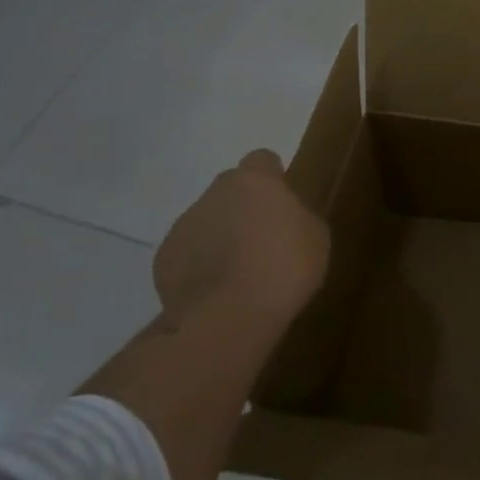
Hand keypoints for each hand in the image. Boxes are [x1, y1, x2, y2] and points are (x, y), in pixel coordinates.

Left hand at [152, 150, 329, 331]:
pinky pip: (188, 253)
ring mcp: (184, 225)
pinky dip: (201, 265)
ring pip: (207, 221)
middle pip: (230, 190)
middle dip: (243, 208)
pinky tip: (218, 292)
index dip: (272, 179)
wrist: (229, 318)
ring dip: (220, 237)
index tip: (282, 203)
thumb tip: (282, 217)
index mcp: (254, 181)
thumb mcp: (316, 237)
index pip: (262, 160)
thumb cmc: (285, 269)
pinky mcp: (164, 259)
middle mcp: (213, 194)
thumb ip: (297, 216)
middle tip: (262, 241)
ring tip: (239, 274)